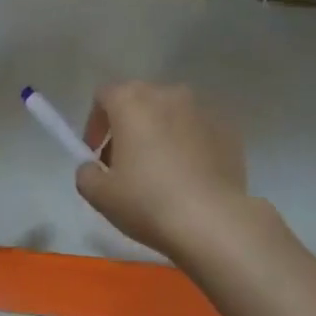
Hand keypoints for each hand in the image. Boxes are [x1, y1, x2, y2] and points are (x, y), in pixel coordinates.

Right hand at [75, 82, 254, 259]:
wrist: (212, 221)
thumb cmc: (147, 202)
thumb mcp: (99, 195)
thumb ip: (86, 173)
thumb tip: (93, 167)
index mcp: (133, 102)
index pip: (104, 96)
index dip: (95, 124)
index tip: (95, 154)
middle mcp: (169, 95)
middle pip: (140, 102)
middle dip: (128, 127)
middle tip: (125, 164)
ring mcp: (204, 110)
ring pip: (172, 115)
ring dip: (160, 134)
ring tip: (160, 171)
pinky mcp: (229, 131)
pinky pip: (199, 132)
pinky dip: (189, 146)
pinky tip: (189, 178)